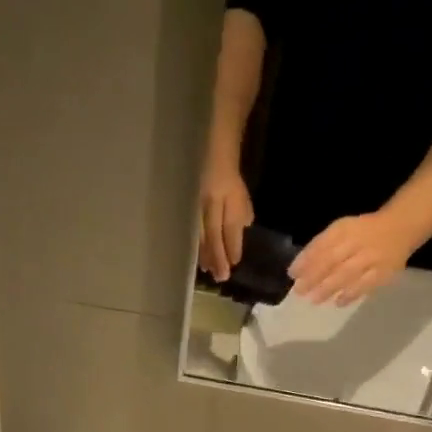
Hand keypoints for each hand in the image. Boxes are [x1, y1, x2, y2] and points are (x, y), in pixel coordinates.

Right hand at [198, 158, 253, 281]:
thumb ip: (241, 217)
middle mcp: (212, 201)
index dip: (232, 245)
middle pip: (214, 234)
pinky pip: (193, 232)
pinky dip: (197, 247)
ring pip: (200, 235)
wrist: (212, 154)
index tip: (234, 263)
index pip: (230, 225)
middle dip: (218, 256)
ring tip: (210, 271)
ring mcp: (198, 205)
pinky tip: (200, 260)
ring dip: (206, 255)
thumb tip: (237, 239)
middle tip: (221, 277)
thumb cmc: (231, 179)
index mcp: (229, 197)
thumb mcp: (242, 197)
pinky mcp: (189, 209)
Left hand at [288, 213, 413, 305]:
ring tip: (314, 300)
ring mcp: (373, 257)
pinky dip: (351, 294)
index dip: (306, 259)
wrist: (401, 227)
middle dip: (314, 276)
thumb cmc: (362, 232)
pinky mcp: (385, 271)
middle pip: (333, 260)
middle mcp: (359, 241)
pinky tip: (338, 302)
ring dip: (329, 288)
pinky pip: (367, 284)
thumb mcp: (340, 230)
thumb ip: (320, 246)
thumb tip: (298, 270)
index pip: (322, 244)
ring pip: (348, 273)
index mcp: (345, 229)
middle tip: (299, 291)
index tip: (292, 274)